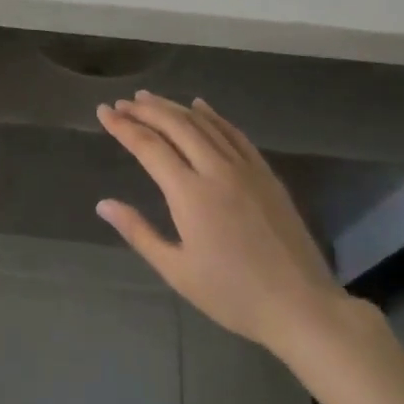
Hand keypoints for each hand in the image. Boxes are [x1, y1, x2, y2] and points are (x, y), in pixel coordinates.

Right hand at [97, 92, 344, 355]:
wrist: (300, 305)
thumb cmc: (232, 294)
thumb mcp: (177, 270)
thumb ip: (138, 232)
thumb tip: (103, 204)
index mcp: (190, 194)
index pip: (149, 147)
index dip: (123, 127)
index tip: (103, 112)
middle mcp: (216, 170)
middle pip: (176, 125)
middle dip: (145, 110)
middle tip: (122, 103)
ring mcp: (245, 168)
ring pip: (204, 124)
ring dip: (174, 107)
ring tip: (149, 98)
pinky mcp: (265, 174)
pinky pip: (234, 133)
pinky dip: (213, 116)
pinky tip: (200, 106)